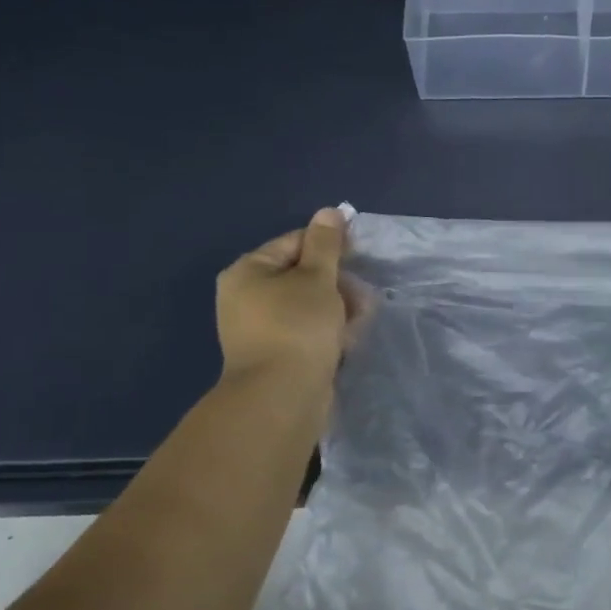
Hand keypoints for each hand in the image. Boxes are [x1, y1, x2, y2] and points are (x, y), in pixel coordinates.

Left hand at [215, 208, 361, 384]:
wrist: (281, 397)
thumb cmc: (297, 327)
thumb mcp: (317, 278)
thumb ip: (326, 244)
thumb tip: (329, 212)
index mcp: (248, 272)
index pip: (295, 243)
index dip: (330, 247)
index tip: (360, 258)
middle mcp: (247, 297)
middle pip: (303, 275)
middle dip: (338, 284)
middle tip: (363, 297)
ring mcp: (260, 328)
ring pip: (308, 305)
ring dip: (338, 308)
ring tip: (359, 322)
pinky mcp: (276, 354)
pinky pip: (306, 331)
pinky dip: (327, 331)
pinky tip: (347, 340)